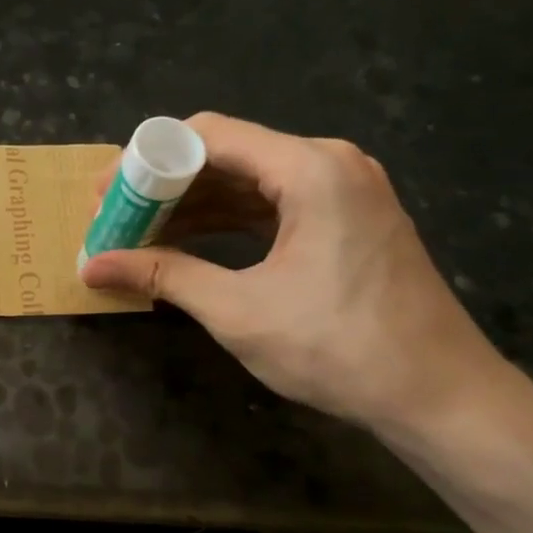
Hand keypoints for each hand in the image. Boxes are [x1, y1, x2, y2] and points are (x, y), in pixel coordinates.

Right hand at [80, 114, 511, 435]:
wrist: (440, 397)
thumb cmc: (338, 348)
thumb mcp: (238, 310)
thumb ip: (163, 275)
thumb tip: (91, 266)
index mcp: (310, 169)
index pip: (207, 135)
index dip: (146, 160)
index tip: (105, 193)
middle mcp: (329, 163)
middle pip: (227, 154)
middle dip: (165, 186)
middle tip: (114, 217)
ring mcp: (344, 190)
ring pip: (248, 181)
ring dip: (193, 205)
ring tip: (139, 233)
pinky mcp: (348, 219)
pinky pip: (272, 204)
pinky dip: (227, 221)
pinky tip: (188, 242)